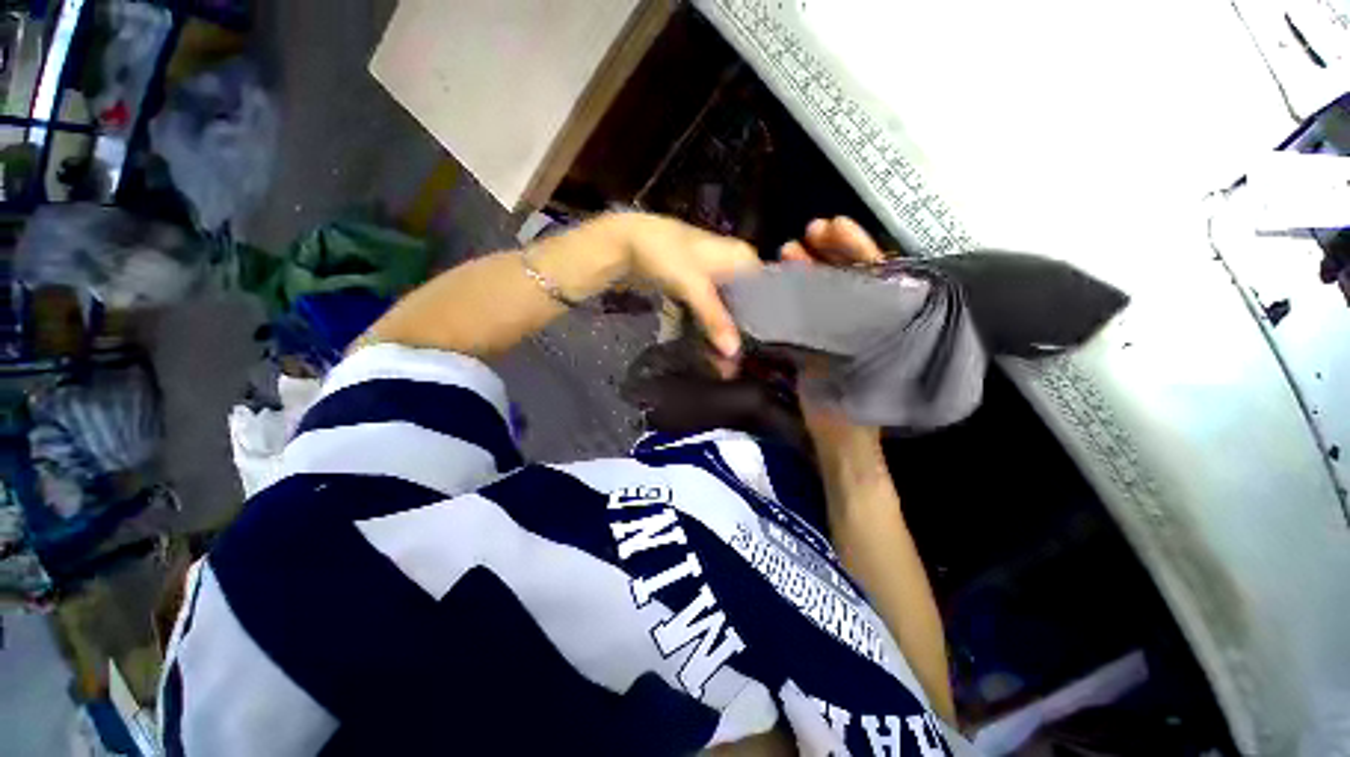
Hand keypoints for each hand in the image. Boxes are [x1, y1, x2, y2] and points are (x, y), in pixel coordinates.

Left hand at [611, 214, 761, 357]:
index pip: (766, 291)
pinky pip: (709, 310)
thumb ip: (715, 318)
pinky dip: (709, 326)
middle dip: (743, 330)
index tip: (765, 347)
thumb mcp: (694, 286)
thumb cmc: (665, 255)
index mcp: (741, 257)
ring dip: (725, 331)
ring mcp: (712, 276)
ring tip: (727, 361)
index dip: (766, 319)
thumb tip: (733, 352)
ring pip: (726, 308)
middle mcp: (732, 265)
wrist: (624, 243)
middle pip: (745, 303)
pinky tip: (711, 346)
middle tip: (742, 360)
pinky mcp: (695, 287)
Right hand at [781, 217, 887, 452]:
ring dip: (807, 268)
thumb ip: (867, 324)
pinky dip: (793, 295)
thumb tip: (865, 278)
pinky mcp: (814, 338)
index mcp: (884, 319)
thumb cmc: (858, 402)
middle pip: (848, 274)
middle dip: (829, 250)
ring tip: (785, 251)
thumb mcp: (868, 360)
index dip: (856, 246)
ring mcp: (835, 327)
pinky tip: (777, 283)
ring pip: (824, 289)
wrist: (838, 431)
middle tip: (807, 233)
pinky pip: (804, 310)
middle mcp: (861, 317)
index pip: (876, 271)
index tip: (834, 227)